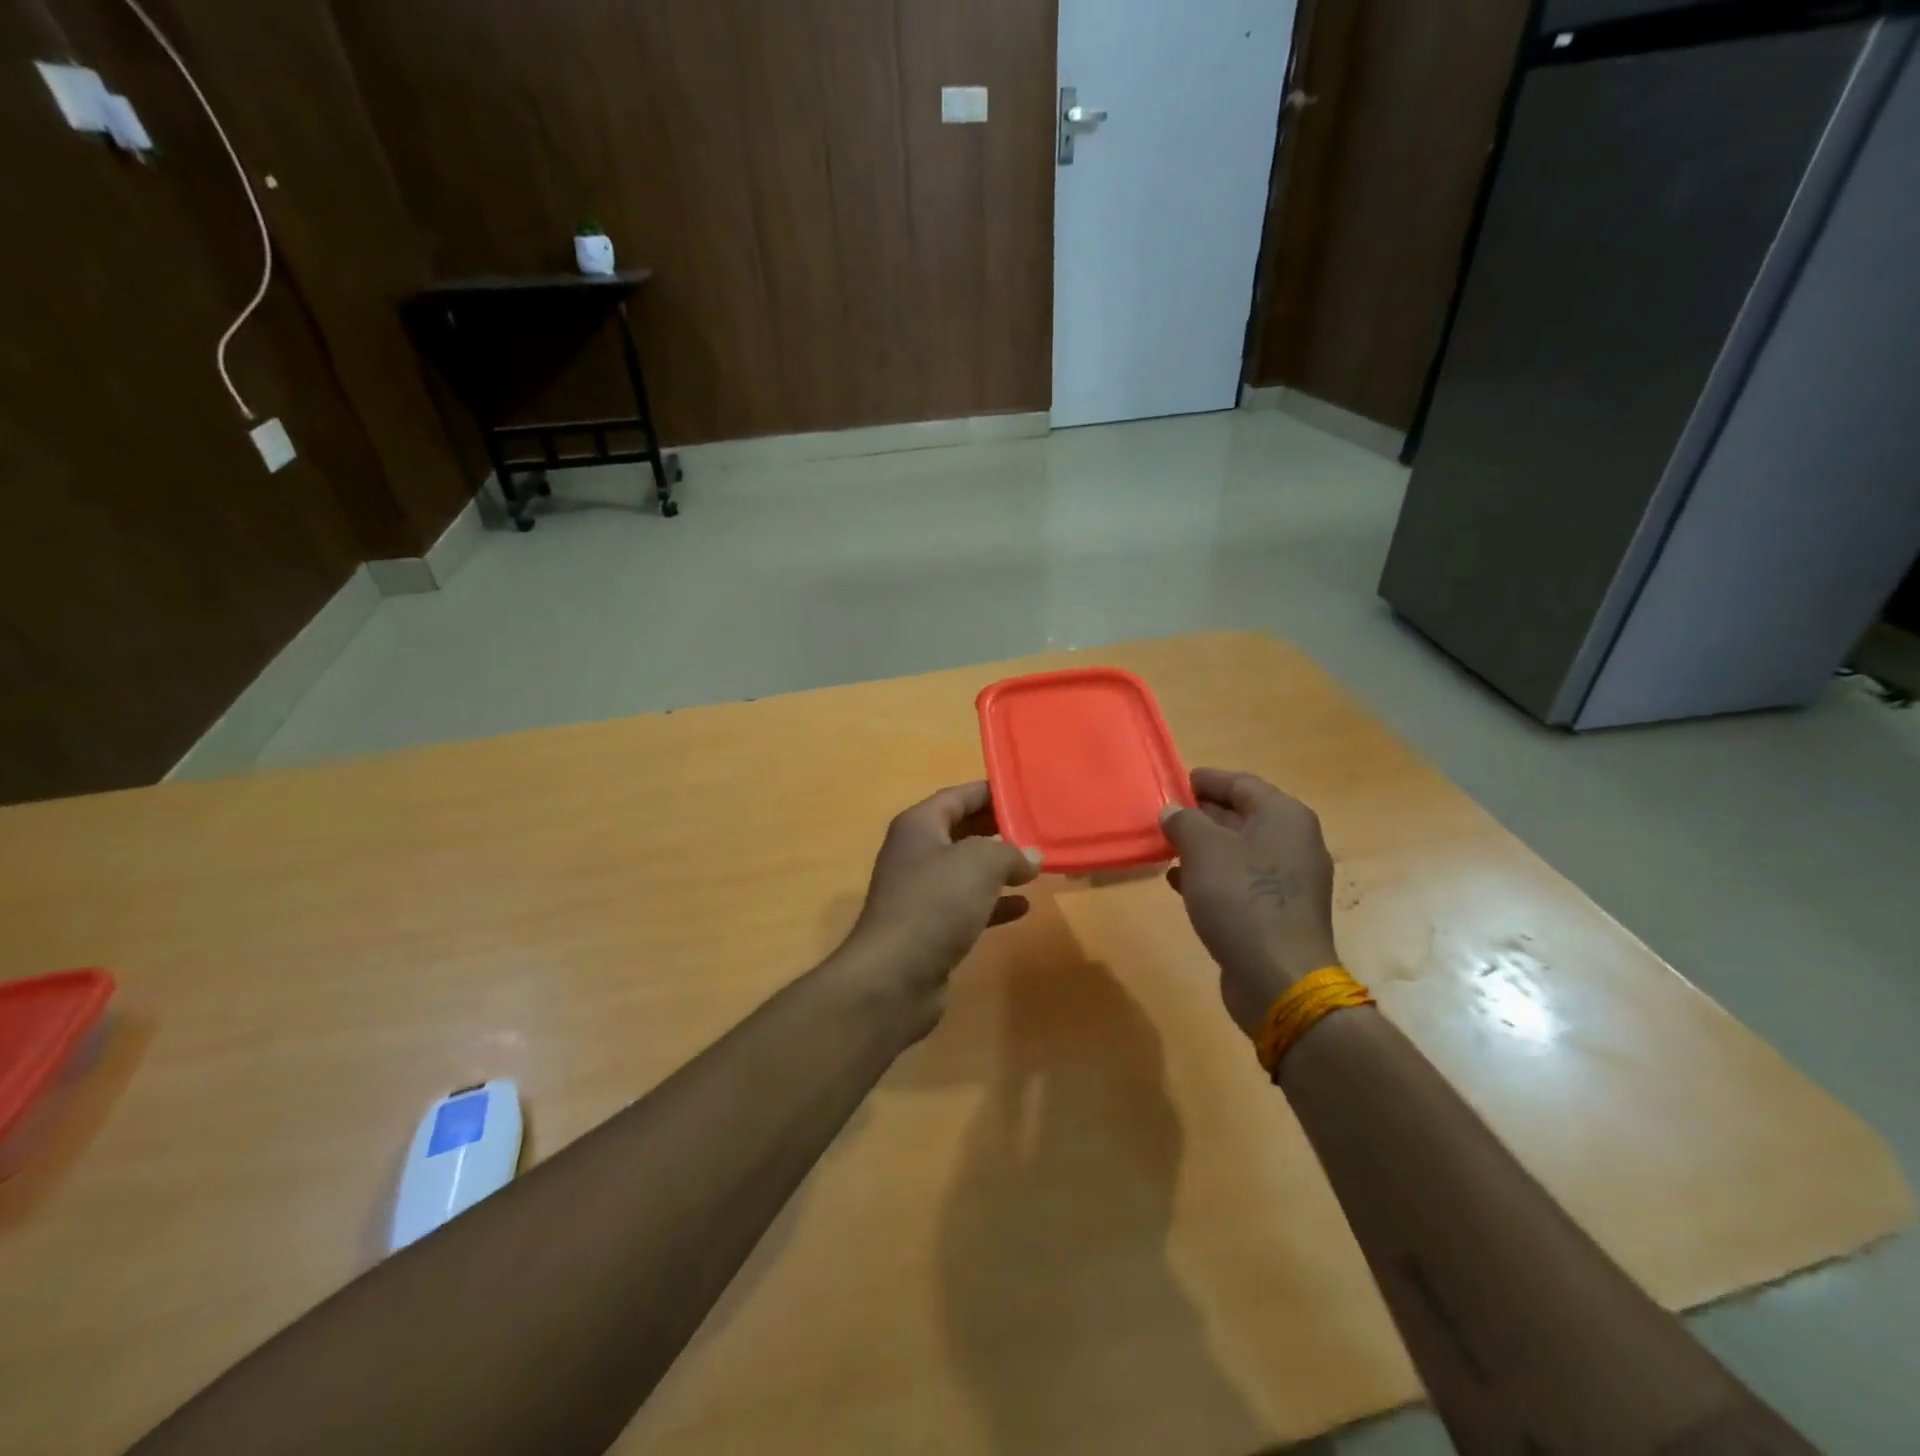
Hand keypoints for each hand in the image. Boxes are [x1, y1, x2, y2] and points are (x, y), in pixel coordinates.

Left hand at [841, 782, 1041, 1010]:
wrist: (894, 976)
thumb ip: (1009, 852)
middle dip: (997, 829)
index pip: (958, 796)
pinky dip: (993, 903)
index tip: (1027, 793)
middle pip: (961, 830)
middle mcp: (915, 853)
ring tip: (1035, 865)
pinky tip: (1022, 907)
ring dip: (997, 868)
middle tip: (1037, 828)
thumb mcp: (980, 864)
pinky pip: (966, 905)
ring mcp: (920, 892)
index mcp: (919, 826)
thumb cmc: (935, 903)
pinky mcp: (929, 928)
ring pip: (965, 870)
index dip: (992, 792)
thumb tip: (1030, 857)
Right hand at [1160, 768, 1338, 1034]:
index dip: (1205, 780)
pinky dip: (1211, 876)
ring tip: (1165, 848)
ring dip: (1203, 847)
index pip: (1241, 783)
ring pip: (1238, 850)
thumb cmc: (1241, 898)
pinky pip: (1241, 880)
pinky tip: (1178, 882)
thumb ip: (1183, 821)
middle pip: (1242, 815)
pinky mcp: (1278, 911)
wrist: (1278, 977)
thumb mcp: (1203, 849)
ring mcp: (1289, 880)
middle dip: (1201, 814)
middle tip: (1164, 814)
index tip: (1174, 781)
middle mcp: (1294, 842)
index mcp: (1284, 816)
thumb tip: (1173, 812)